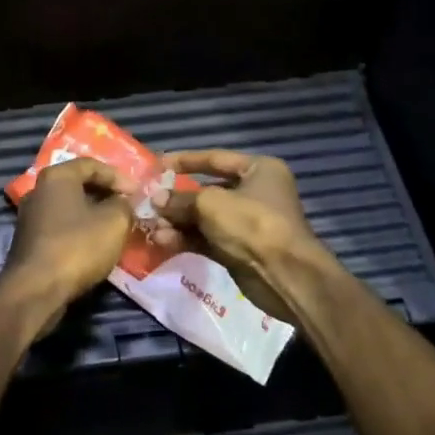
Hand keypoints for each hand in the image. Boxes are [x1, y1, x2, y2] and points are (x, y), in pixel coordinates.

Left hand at [0, 158, 134, 339]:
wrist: (36, 290)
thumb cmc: (77, 246)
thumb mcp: (115, 221)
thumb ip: (124, 205)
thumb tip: (122, 203)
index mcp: (56, 176)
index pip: (92, 165)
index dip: (118, 177)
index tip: (137, 193)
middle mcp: (38, 190)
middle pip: (78, 185)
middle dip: (106, 195)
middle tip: (128, 207)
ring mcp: (30, 217)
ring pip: (69, 208)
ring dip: (93, 215)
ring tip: (116, 227)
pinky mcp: (29, 242)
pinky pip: (60, 227)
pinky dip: (80, 231)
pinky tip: (95, 246)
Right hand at [150, 151, 319, 322]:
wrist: (285, 276)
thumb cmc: (252, 223)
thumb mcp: (211, 204)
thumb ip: (180, 199)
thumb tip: (156, 200)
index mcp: (259, 169)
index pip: (215, 158)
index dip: (184, 161)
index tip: (156, 165)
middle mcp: (255, 192)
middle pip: (208, 190)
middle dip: (177, 198)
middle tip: (149, 202)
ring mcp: (247, 223)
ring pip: (205, 217)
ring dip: (178, 221)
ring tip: (153, 226)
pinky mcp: (239, 249)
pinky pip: (207, 238)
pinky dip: (187, 238)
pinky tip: (163, 241)